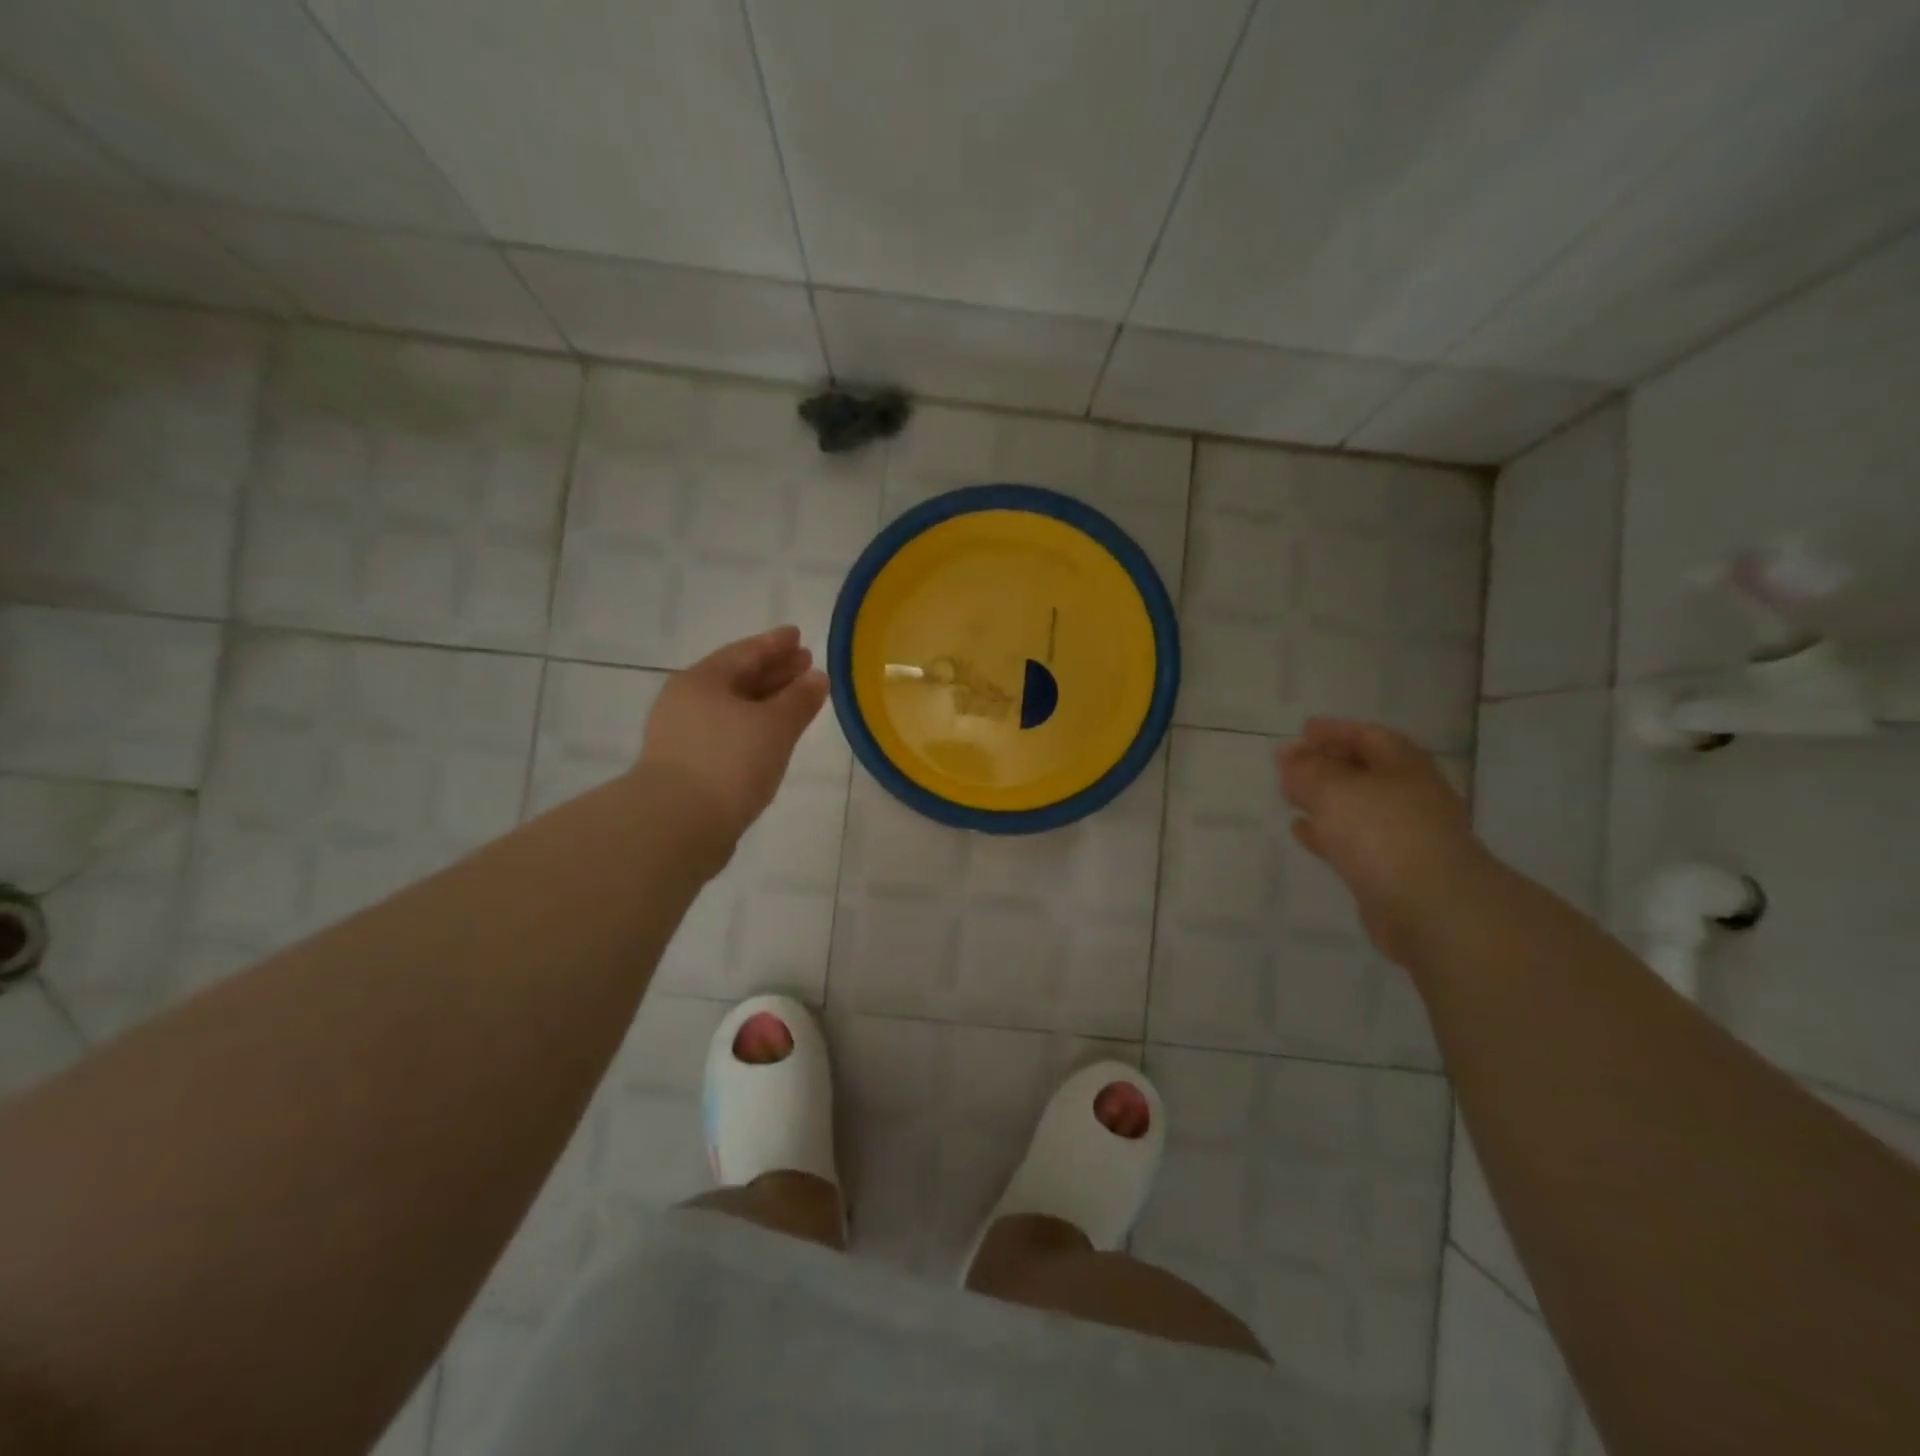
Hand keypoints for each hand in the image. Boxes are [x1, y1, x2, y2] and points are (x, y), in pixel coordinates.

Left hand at [638, 626, 829, 847]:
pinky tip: (771, 739)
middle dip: (774, 672)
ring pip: (733, 709)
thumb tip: (817, 677)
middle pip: (737, 678)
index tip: (798, 636)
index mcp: (702, 680)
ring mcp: (683, 736)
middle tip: (805, 665)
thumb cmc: (728, 762)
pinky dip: (753, 729)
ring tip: (796, 703)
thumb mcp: (774, 726)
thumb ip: (799, 699)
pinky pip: (728, 735)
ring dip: (766, 703)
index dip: (775, 644)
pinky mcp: (686, 767)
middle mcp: (687, 701)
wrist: (677, 825)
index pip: (746, 652)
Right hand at [1276, 718, 1484, 961]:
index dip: (1336, 731)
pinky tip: (1300, 832)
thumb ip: (1307, 770)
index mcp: (1405, 768)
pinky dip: (1326, 833)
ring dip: (1324, 800)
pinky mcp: (1390, 872)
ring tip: (1289, 796)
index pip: (1370, 737)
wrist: (1431, 909)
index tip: (1302, 731)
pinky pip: (1352, 843)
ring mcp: (1403, 837)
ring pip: (1357, 809)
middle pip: (1366, 772)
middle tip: (1290, 765)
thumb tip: (1288, 753)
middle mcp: (1409, 798)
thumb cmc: (1383, 833)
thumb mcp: (1335, 789)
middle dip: (1328, 765)